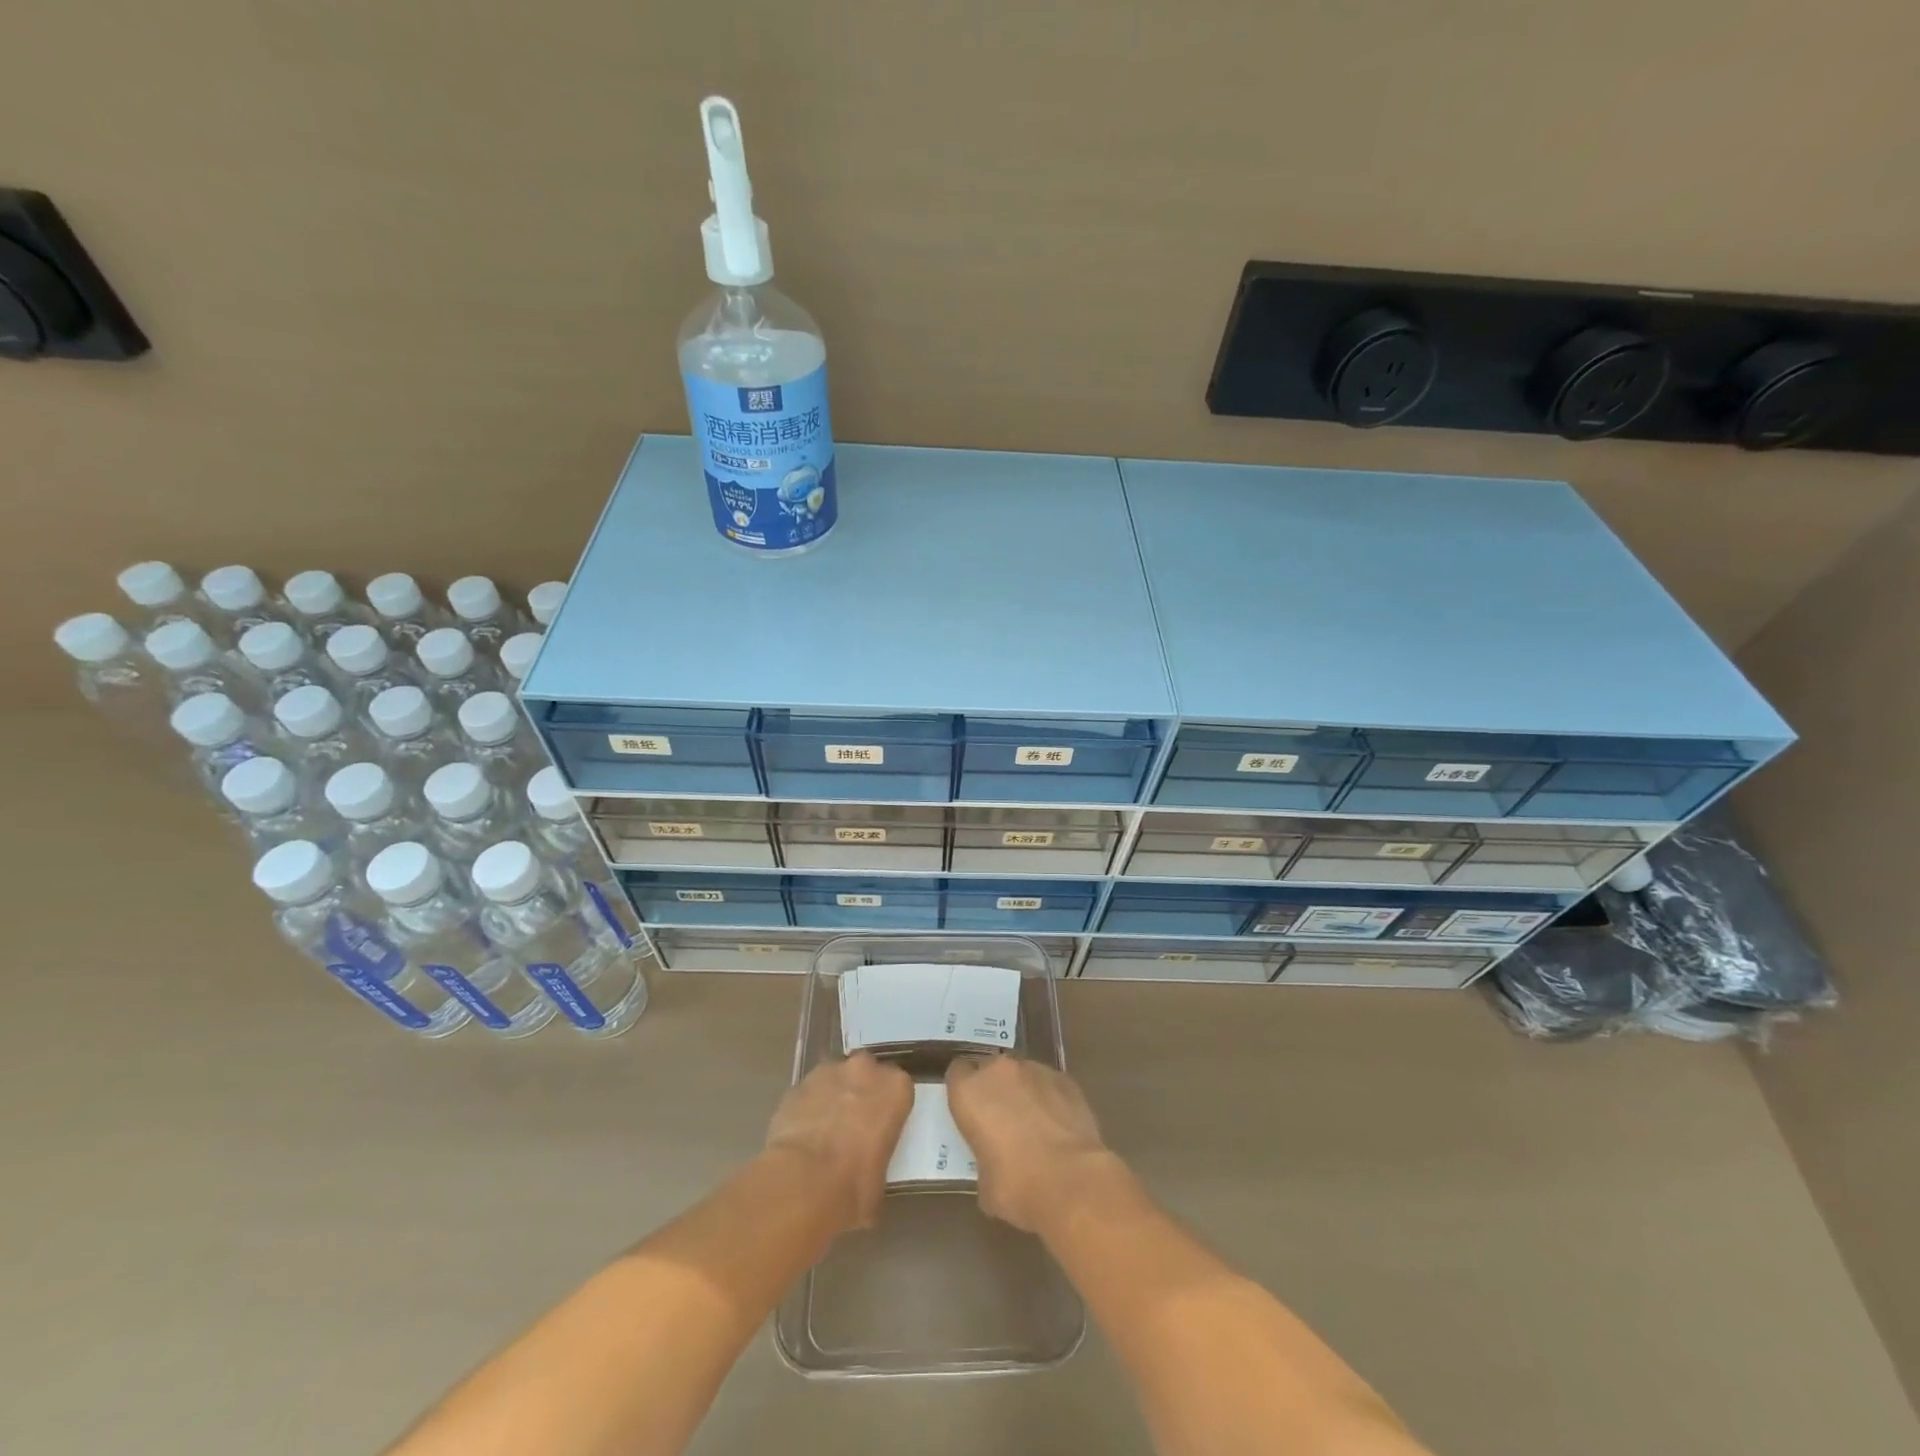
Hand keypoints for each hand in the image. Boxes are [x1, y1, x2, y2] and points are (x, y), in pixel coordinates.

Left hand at [764, 1052, 912, 1233]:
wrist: (801, 1182)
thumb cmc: (853, 1186)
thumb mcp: (880, 1183)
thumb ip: (878, 1161)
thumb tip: (867, 1175)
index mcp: (896, 1088)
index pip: (899, 1089)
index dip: (889, 1108)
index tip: (882, 1128)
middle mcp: (865, 1070)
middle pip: (866, 1073)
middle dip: (861, 1092)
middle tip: (854, 1125)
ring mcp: (828, 1073)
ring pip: (835, 1077)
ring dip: (833, 1095)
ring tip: (824, 1130)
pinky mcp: (797, 1084)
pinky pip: (808, 1092)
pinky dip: (807, 1107)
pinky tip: (802, 1135)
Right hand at [946, 1055, 1117, 1233]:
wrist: (1070, 1180)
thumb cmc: (1016, 1185)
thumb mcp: (984, 1183)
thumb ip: (984, 1160)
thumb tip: (997, 1168)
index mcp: (969, 1092)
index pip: (957, 1074)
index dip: (963, 1091)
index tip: (970, 1111)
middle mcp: (999, 1071)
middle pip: (990, 1069)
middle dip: (994, 1088)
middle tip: (1001, 1119)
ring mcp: (1035, 1070)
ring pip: (1022, 1074)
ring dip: (1023, 1092)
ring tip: (1035, 1124)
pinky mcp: (1065, 1079)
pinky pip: (1049, 1084)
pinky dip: (1050, 1098)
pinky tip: (1058, 1126)